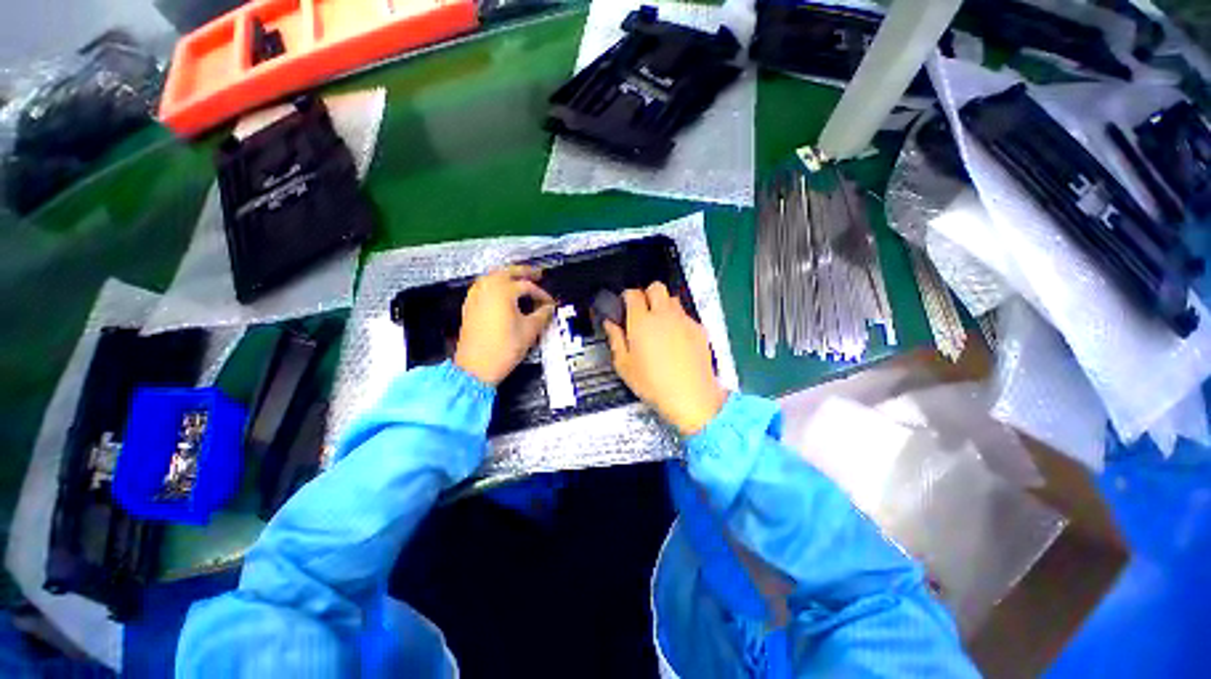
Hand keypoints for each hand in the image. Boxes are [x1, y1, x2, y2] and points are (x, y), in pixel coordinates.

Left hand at [455, 265, 555, 384]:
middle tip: (538, 274)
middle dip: (524, 272)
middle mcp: (487, 288)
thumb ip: (542, 315)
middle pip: (507, 272)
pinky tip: (503, 293)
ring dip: (508, 275)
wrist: (476, 367)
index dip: (542, 294)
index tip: (550, 303)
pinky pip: (484, 286)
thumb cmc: (504, 348)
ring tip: (521, 280)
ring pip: (493, 276)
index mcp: (503, 291)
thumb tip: (549, 308)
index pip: (528, 286)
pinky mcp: (470, 306)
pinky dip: (496, 284)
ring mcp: (476, 296)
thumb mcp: (529, 330)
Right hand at [603, 283, 725, 435]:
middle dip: (647, 294)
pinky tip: (676, 340)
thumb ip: (615, 339)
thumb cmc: (654, 384)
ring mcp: (684, 321)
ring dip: (664, 306)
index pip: (632, 294)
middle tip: (643, 311)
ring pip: (673, 299)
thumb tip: (610, 324)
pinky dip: (679, 321)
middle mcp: (664, 315)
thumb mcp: (625, 366)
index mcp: (641, 322)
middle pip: (656, 287)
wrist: (691, 396)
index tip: (625, 306)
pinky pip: (686, 316)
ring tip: (659, 326)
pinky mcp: (699, 329)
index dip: (627, 297)